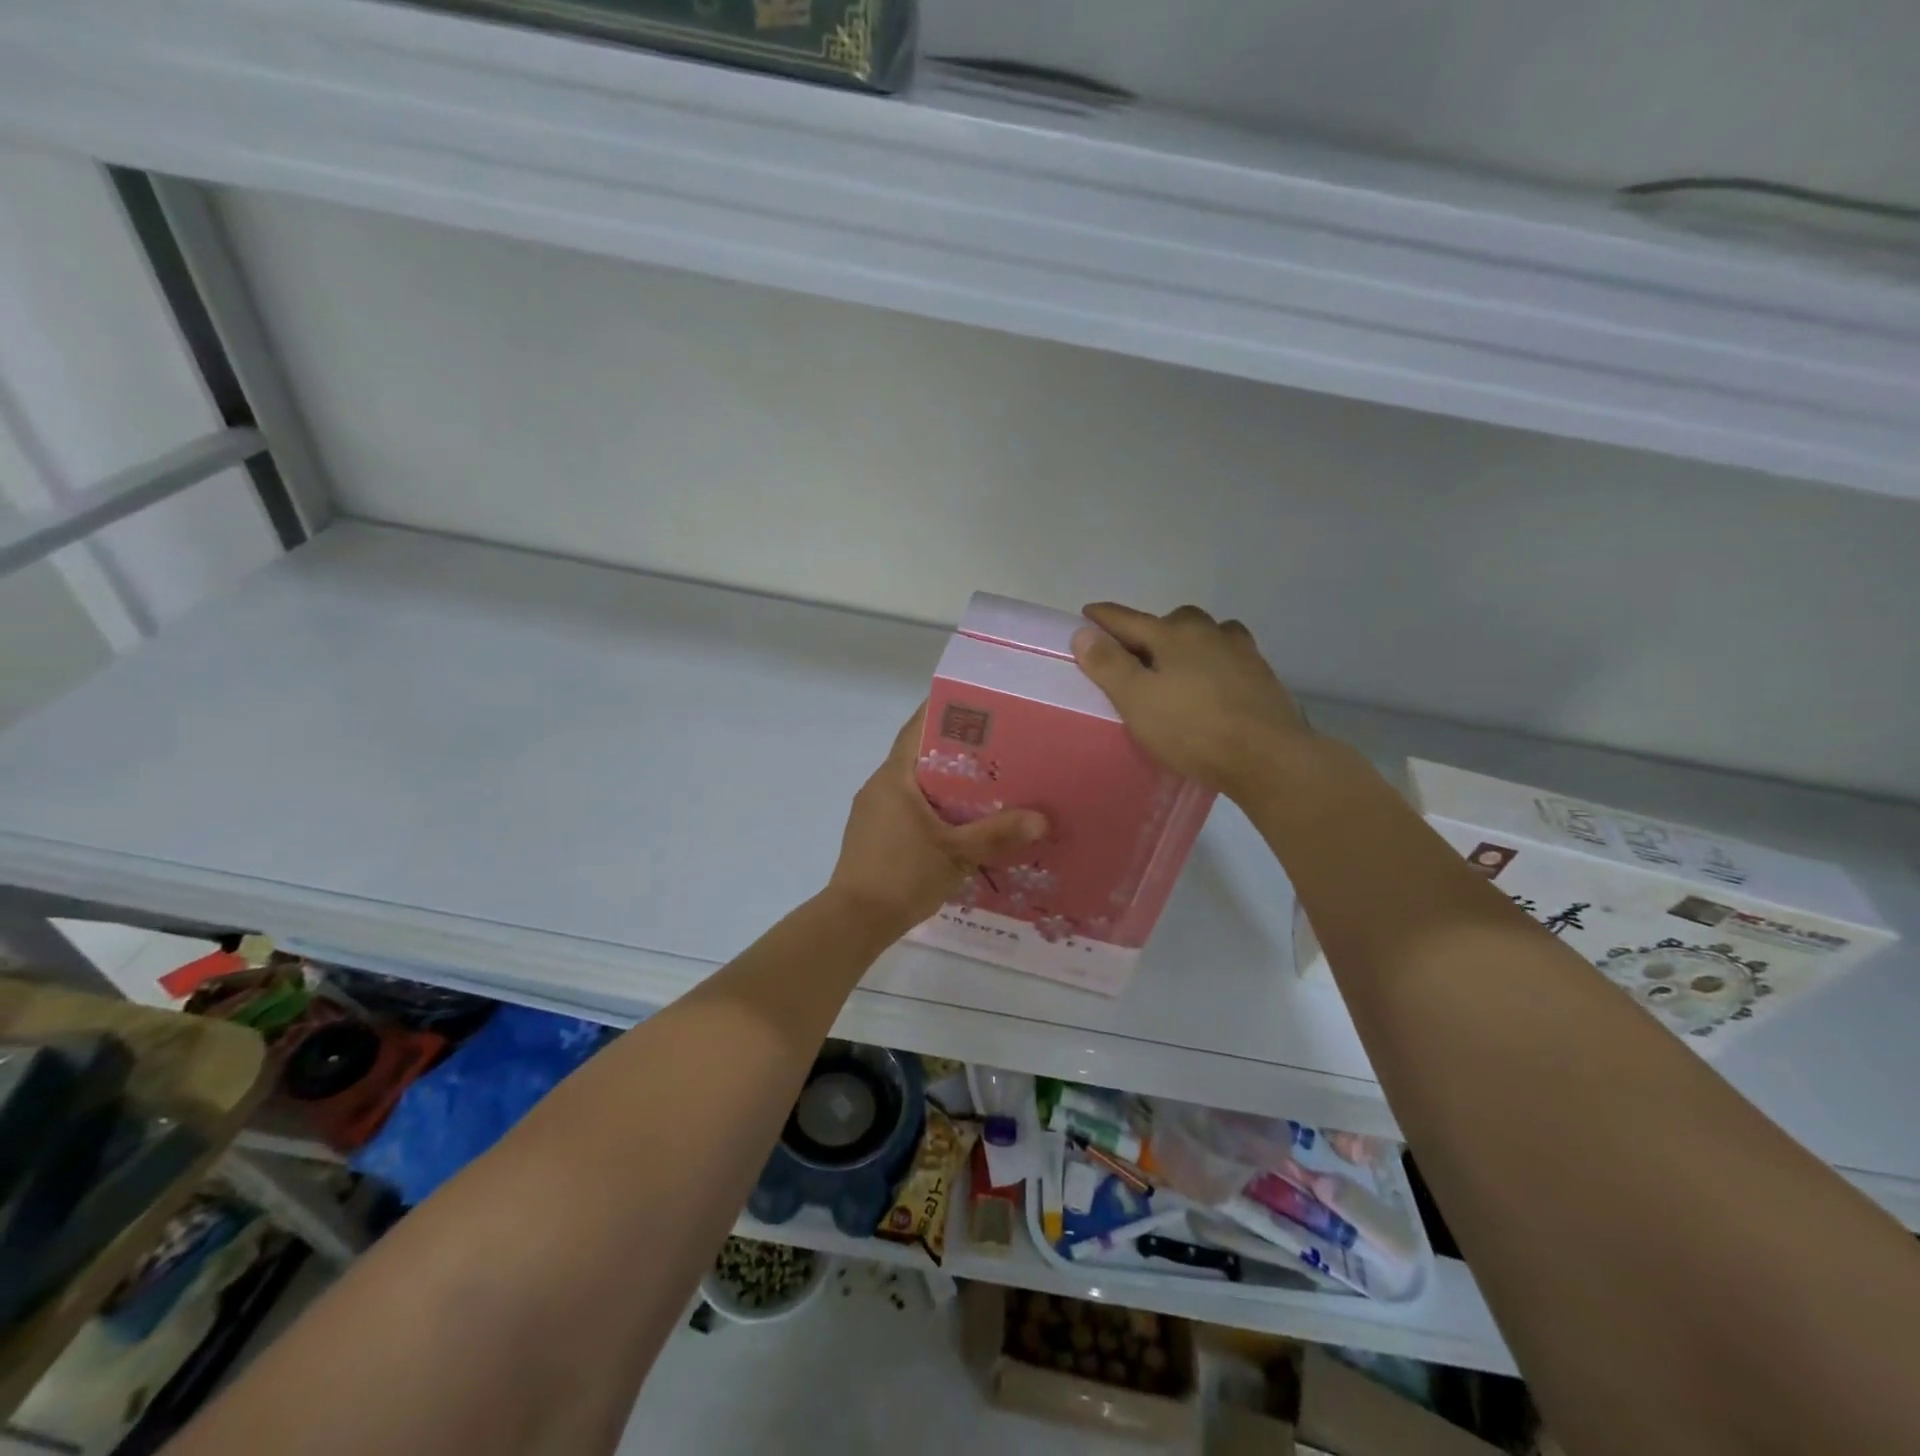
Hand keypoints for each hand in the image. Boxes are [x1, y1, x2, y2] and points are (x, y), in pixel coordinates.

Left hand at [826, 706, 1047, 935]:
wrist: (854, 921)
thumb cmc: (901, 875)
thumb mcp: (956, 853)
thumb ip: (997, 834)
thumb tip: (1042, 819)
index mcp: (894, 777)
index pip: (917, 729)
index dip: (943, 711)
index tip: (976, 704)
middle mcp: (880, 787)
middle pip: (919, 756)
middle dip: (955, 750)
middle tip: (997, 747)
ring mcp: (874, 813)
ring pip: (914, 785)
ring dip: (945, 782)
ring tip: (986, 784)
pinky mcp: (875, 836)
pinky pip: (908, 808)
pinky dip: (933, 807)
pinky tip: (960, 822)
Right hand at [1071, 602, 1311, 799]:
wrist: (1267, 756)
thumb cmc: (1193, 729)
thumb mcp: (1137, 700)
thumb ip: (1108, 665)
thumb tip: (1083, 633)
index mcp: (1172, 635)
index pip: (1127, 619)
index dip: (1103, 618)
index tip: (1087, 615)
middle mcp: (1208, 632)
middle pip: (1171, 621)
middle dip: (1150, 631)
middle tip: (1134, 655)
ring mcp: (1240, 651)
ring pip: (1206, 634)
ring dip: (1187, 643)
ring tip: (1176, 667)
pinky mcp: (1261, 674)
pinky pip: (1228, 656)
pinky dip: (1213, 661)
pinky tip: (1211, 683)